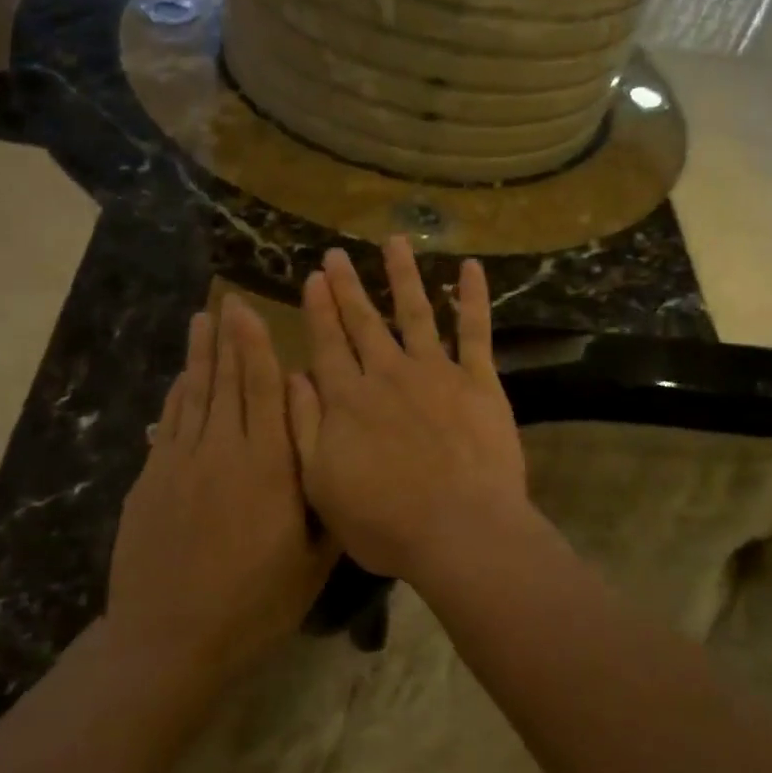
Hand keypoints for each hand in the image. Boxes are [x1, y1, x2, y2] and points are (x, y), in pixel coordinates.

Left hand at [104, 296, 337, 687]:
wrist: (170, 641)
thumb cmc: (256, 602)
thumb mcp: (314, 557)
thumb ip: (324, 491)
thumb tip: (329, 437)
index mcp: (268, 466)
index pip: (263, 389)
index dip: (255, 345)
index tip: (249, 309)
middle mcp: (223, 451)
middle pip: (225, 382)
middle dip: (227, 338)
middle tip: (226, 300)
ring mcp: (179, 463)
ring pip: (193, 396)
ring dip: (199, 356)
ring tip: (201, 321)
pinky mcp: (150, 482)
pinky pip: (167, 424)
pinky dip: (176, 396)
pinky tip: (180, 380)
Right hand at [287, 238, 530, 586]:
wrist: (460, 531)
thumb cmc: (386, 522)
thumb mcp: (322, 484)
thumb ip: (305, 426)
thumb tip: (292, 376)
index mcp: (349, 400)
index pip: (328, 344)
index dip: (319, 310)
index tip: (313, 278)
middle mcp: (389, 374)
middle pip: (364, 322)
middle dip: (348, 287)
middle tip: (336, 254)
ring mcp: (437, 372)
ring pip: (416, 312)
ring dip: (403, 275)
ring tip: (395, 241)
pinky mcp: (479, 381)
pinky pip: (476, 331)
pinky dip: (473, 298)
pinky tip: (471, 268)